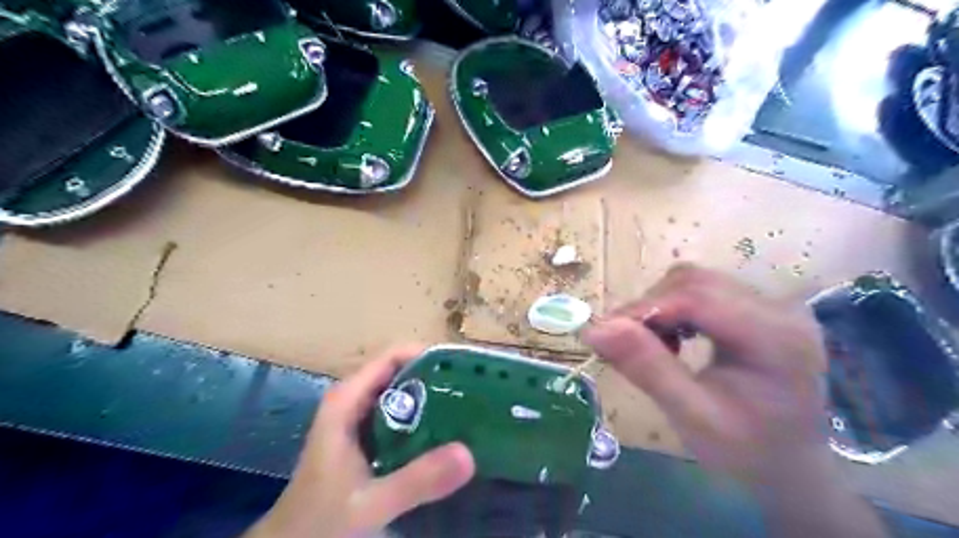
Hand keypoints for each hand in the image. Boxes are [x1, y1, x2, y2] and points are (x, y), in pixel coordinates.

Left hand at [244, 347, 474, 537]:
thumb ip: (416, 480)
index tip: (462, 366)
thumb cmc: (321, 520)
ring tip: (468, 404)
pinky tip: (446, 431)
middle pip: (400, 372)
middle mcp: (353, 400)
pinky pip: (399, 415)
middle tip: (474, 388)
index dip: (427, 355)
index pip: (392, 357)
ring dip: (432, 396)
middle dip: (435, 376)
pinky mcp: (365, 437)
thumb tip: (468, 454)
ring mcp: (358, 419)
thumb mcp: (370, 503)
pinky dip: (422, 417)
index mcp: (347, 400)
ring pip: (400, 393)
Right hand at [581, 266, 886, 537]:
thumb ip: (646, 368)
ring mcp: (771, 304)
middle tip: (624, 343)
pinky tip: (674, 337)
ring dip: (661, 306)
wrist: (790, 465)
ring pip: (695, 281)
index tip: (605, 334)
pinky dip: (676, 308)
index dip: (644, 309)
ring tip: (653, 345)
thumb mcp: (691, 416)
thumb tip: (594, 328)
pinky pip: (704, 290)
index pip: (697, 298)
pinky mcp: (759, 307)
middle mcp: (779, 308)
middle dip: (650, 307)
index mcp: (775, 337)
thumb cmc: (745, 451)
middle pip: (695, 282)